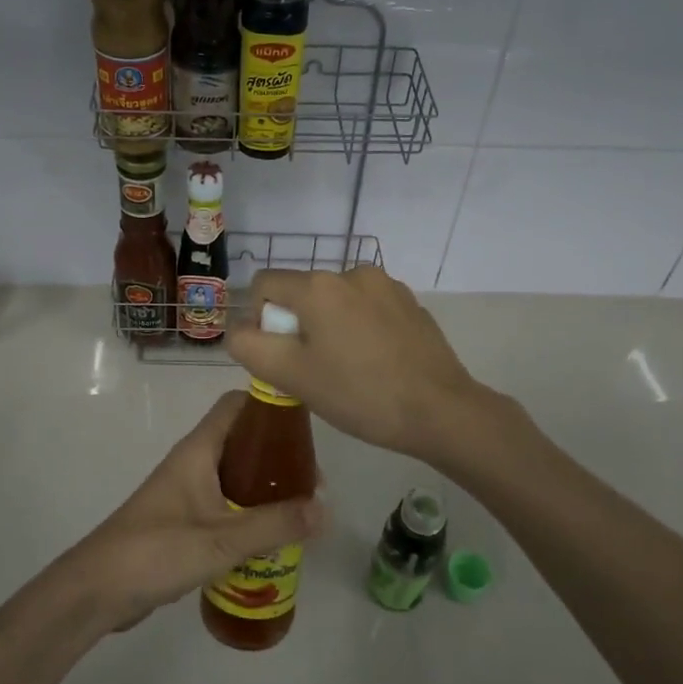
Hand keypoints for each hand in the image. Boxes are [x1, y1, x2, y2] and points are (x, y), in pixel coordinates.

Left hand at [61, 391, 324, 631]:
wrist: (97, 589)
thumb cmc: (157, 550)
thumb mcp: (221, 540)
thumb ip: (274, 525)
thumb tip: (324, 509)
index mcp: (198, 450)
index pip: (237, 405)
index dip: (271, 407)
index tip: (306, 428)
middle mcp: (193, 462)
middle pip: (242, 441)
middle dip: (278, 457)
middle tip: (312, 485)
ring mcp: (186, 491)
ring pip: (235, 475)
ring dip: (266, 488)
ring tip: (300, 512)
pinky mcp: (183, 520)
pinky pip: (225, 504)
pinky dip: (249, 513)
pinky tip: (270, 539)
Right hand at [224, 266, 492, 462]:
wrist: (441, 411)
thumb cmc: (359, 394)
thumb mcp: (292, 376)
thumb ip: (250, 347)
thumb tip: (241, 330)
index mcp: (318, 286)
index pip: (264, 285)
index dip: (261, 320)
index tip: (281, 357)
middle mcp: (351, 272)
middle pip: (301, 293)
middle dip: (297, 326)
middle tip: (314, 370)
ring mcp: (386, 285)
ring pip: (335, 301)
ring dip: (329, 327)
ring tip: (348, 368)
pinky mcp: (410, 302)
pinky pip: (367, 308)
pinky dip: (360, 328)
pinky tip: (376, 363)